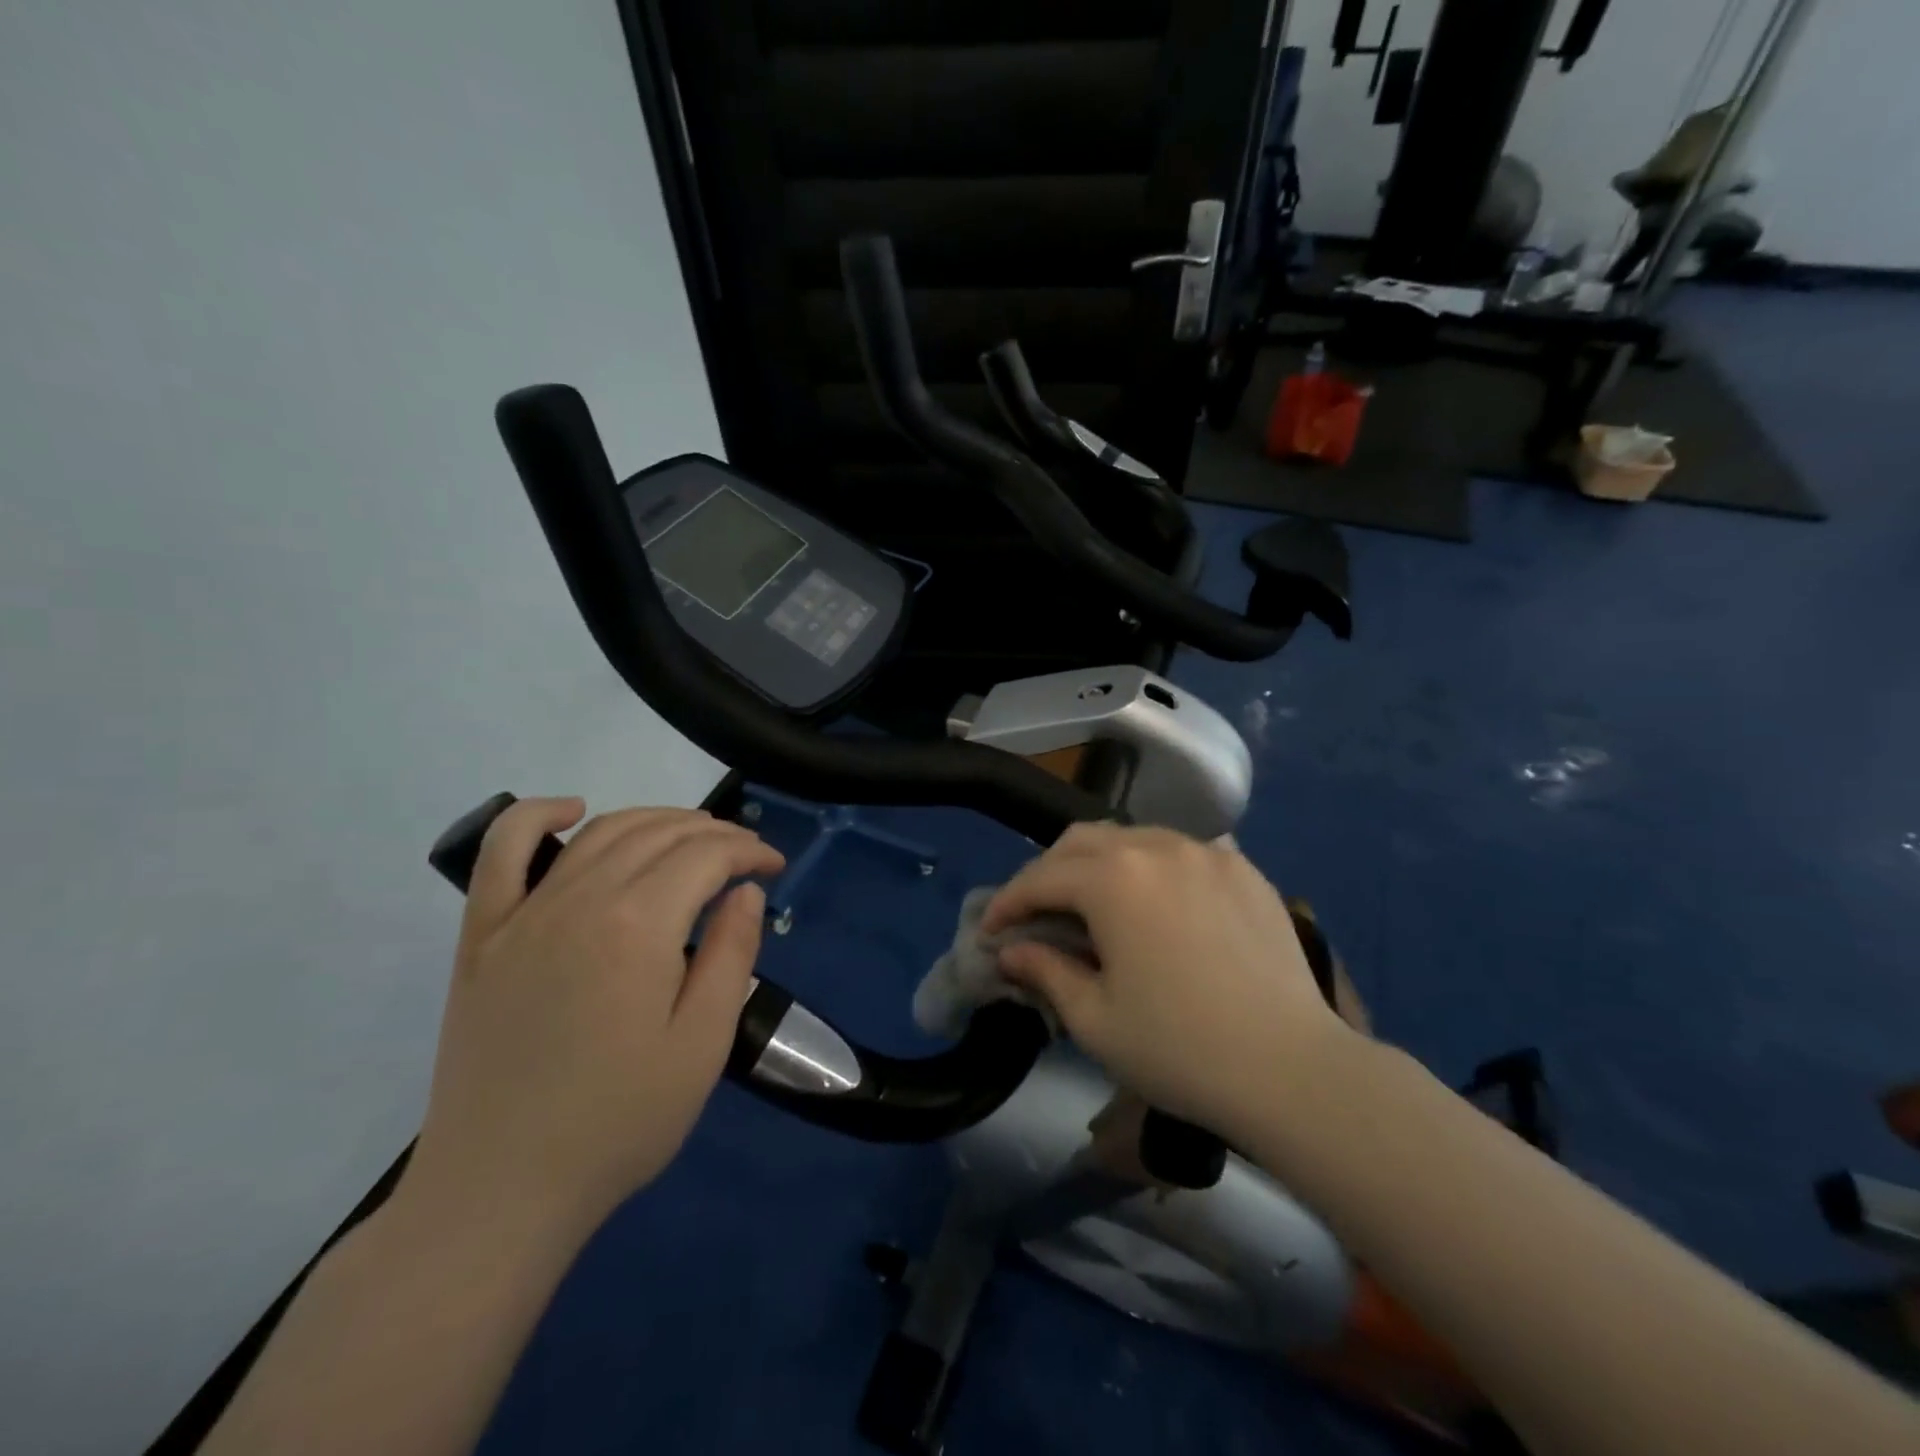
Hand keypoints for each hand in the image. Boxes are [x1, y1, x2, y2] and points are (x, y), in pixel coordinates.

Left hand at [406, 798, 784, 1240]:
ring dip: (655, 820)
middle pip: (658, 833)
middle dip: (714, 833)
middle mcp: (579, 900)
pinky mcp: (481, 936)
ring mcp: (523, 913)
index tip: (775, 868)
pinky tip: (570, 810)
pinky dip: (536, 816)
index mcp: (638, 926)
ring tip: (691, 839)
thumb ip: (731, 954)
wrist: (499, 1190)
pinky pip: (501, 852)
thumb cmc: (618, 1122)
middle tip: (745, 857)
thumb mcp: (703, 1044)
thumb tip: (743, 892)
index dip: (749, 851)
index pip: (706, 856)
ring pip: (600, 832)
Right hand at [984, 824, 1353, 1136]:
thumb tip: (1010, 951)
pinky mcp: (1244, 869)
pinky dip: (1152, 867)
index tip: (990, 931)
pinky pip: (1182, 850)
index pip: (1041, 879)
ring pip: (1133, 837)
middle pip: (1082, 841)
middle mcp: (1157, 847)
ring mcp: (1207, 852)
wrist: (1292, 1070)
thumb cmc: (1180, 1050)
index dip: (1007, 904)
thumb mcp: (1095, 1019)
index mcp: (1113, 879)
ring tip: (1092, 903)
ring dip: (1099, 864)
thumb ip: (1045, 972)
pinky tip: (1155, 899)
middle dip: (1047, 872)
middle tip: (1035, 912)